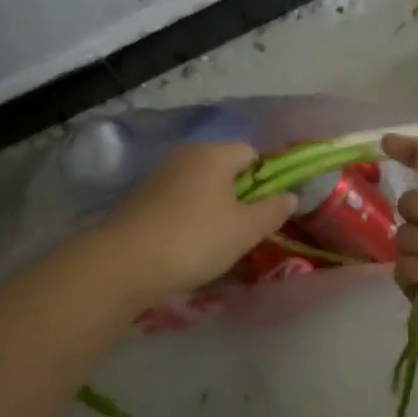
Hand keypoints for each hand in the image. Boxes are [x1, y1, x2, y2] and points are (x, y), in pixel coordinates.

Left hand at [99, 142, 295, 306]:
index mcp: (214, 153)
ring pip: (199, 187)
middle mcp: (185, 155)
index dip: (266, 179)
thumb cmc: (196, 239)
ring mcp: (159, 176)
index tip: (268, 210)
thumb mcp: (245, 230)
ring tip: (217, 243)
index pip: (251, 153)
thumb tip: (290, 195)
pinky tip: (187, 245)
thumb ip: (272, 210)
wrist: (127, 262)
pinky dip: (188, 218)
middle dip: (238, 196)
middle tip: (246, 230)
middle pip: (224, 169)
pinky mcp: (141, 199)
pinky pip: (177, 202)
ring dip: (212, 209)